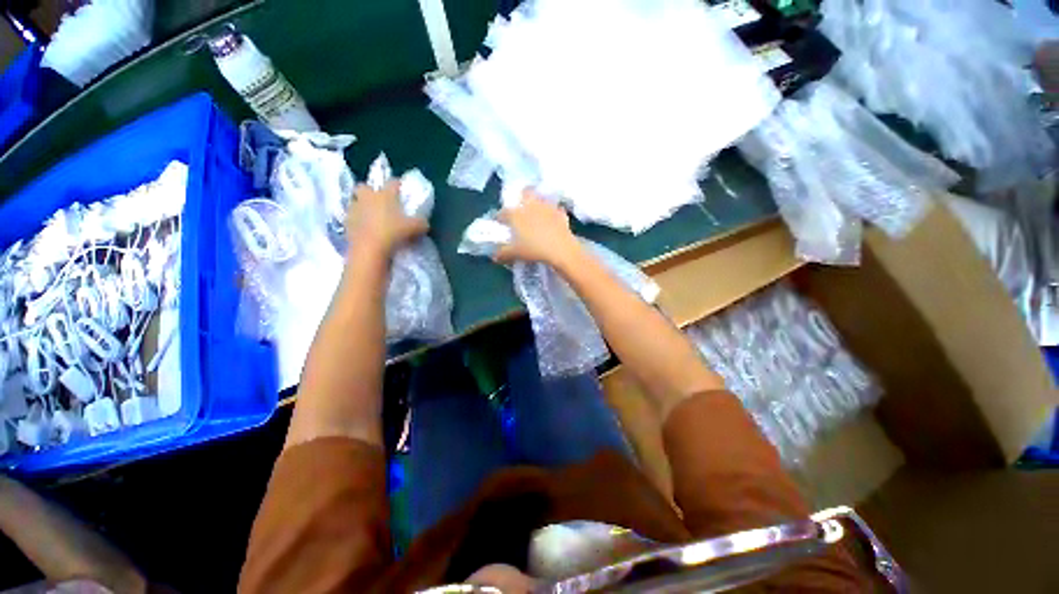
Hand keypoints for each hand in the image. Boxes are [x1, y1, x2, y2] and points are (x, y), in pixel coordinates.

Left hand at [346, 180, 429, 256]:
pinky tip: (365, 229)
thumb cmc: (394, 233)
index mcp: (385, 195)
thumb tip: (423, 222)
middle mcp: (368, 197)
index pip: (392, 182)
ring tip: (371, 216)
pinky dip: (357, 221)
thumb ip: (421, 222)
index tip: (402, 189)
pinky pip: (352, 217)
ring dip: (362, 206)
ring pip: (355, 201)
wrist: (370, 248)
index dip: (398, 184)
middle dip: (370, 191)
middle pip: (365, 186)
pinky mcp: (346, 222)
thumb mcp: (416, 228)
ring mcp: (354, 209)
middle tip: (379, 201)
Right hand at [496, 190, 581, 265]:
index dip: (499, 218)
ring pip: (540, 199)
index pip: (503, 212)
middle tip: (520, 211)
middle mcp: (530, 205)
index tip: (500, 224)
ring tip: (536, 214)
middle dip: (521, 198)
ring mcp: (547, 207)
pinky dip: (553, 213)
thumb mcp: (515, 254)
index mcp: (516, 214)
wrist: (561, 250)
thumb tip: (495, 256)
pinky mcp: (560, 213)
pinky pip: (555, 209)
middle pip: (524, 194)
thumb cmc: (534, 250)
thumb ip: (502, 253)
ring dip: (537, 203)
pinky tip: (552, 221)